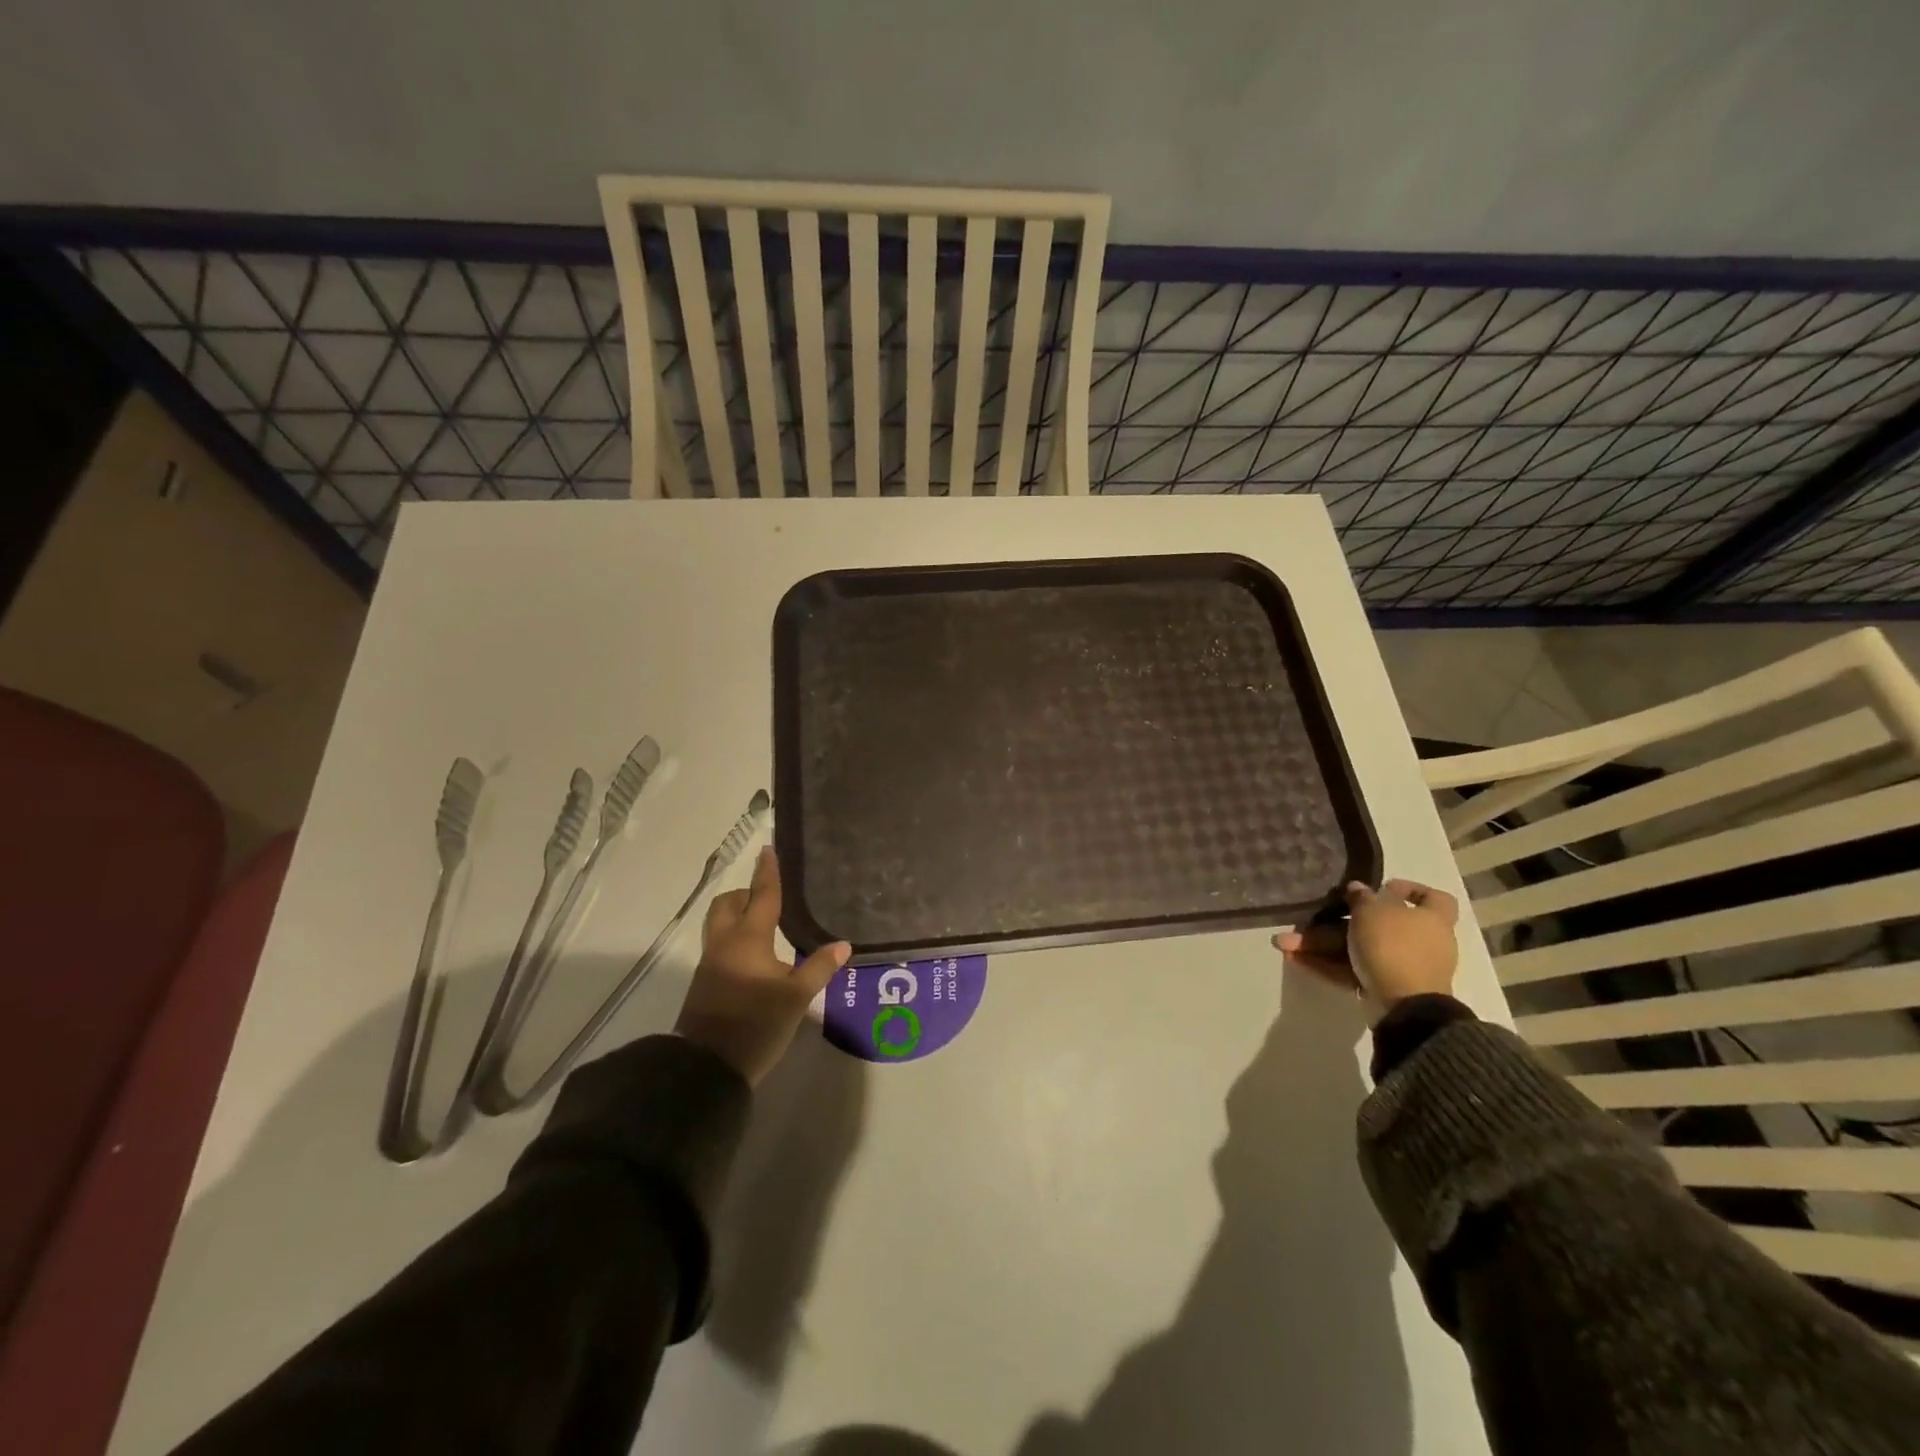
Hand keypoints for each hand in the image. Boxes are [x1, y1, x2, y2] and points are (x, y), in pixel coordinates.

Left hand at [675, 846, 850, 1085]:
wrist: (707, 1067)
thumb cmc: (756, 1025)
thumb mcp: (796, 998)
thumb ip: (819, 967)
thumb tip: (843, 944)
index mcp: (749, 939)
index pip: (762, 896)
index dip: (768, 872)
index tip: (768, 849)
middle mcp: (725, 942)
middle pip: (729, 904)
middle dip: (746, 894)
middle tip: (769, 898)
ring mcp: (711, 963)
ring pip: (720, 923)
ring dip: (737, 915)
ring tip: (764, 925)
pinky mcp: (705, 982)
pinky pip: (720, 944)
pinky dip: (735, 937)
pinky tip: (755, 955)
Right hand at [1274, 879, 1459, 1013]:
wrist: (1405, 1006)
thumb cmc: (1394, 946)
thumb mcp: (1373, 911)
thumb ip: (1362, 897)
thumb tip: (1358, 889)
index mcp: (1431, 919)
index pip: (1434, 898)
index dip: (1411, 890)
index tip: (1382, 887)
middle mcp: (1421, 942)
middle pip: (1377, 924)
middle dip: (1337, 921)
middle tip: (1310, 918)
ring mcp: (1402, 968)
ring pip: (1358, 948)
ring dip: (1323, 945)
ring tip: (1287, 943)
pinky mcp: (1384, 988)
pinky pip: (1354, 970)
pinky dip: (1328, 965)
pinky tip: (1296, 960)